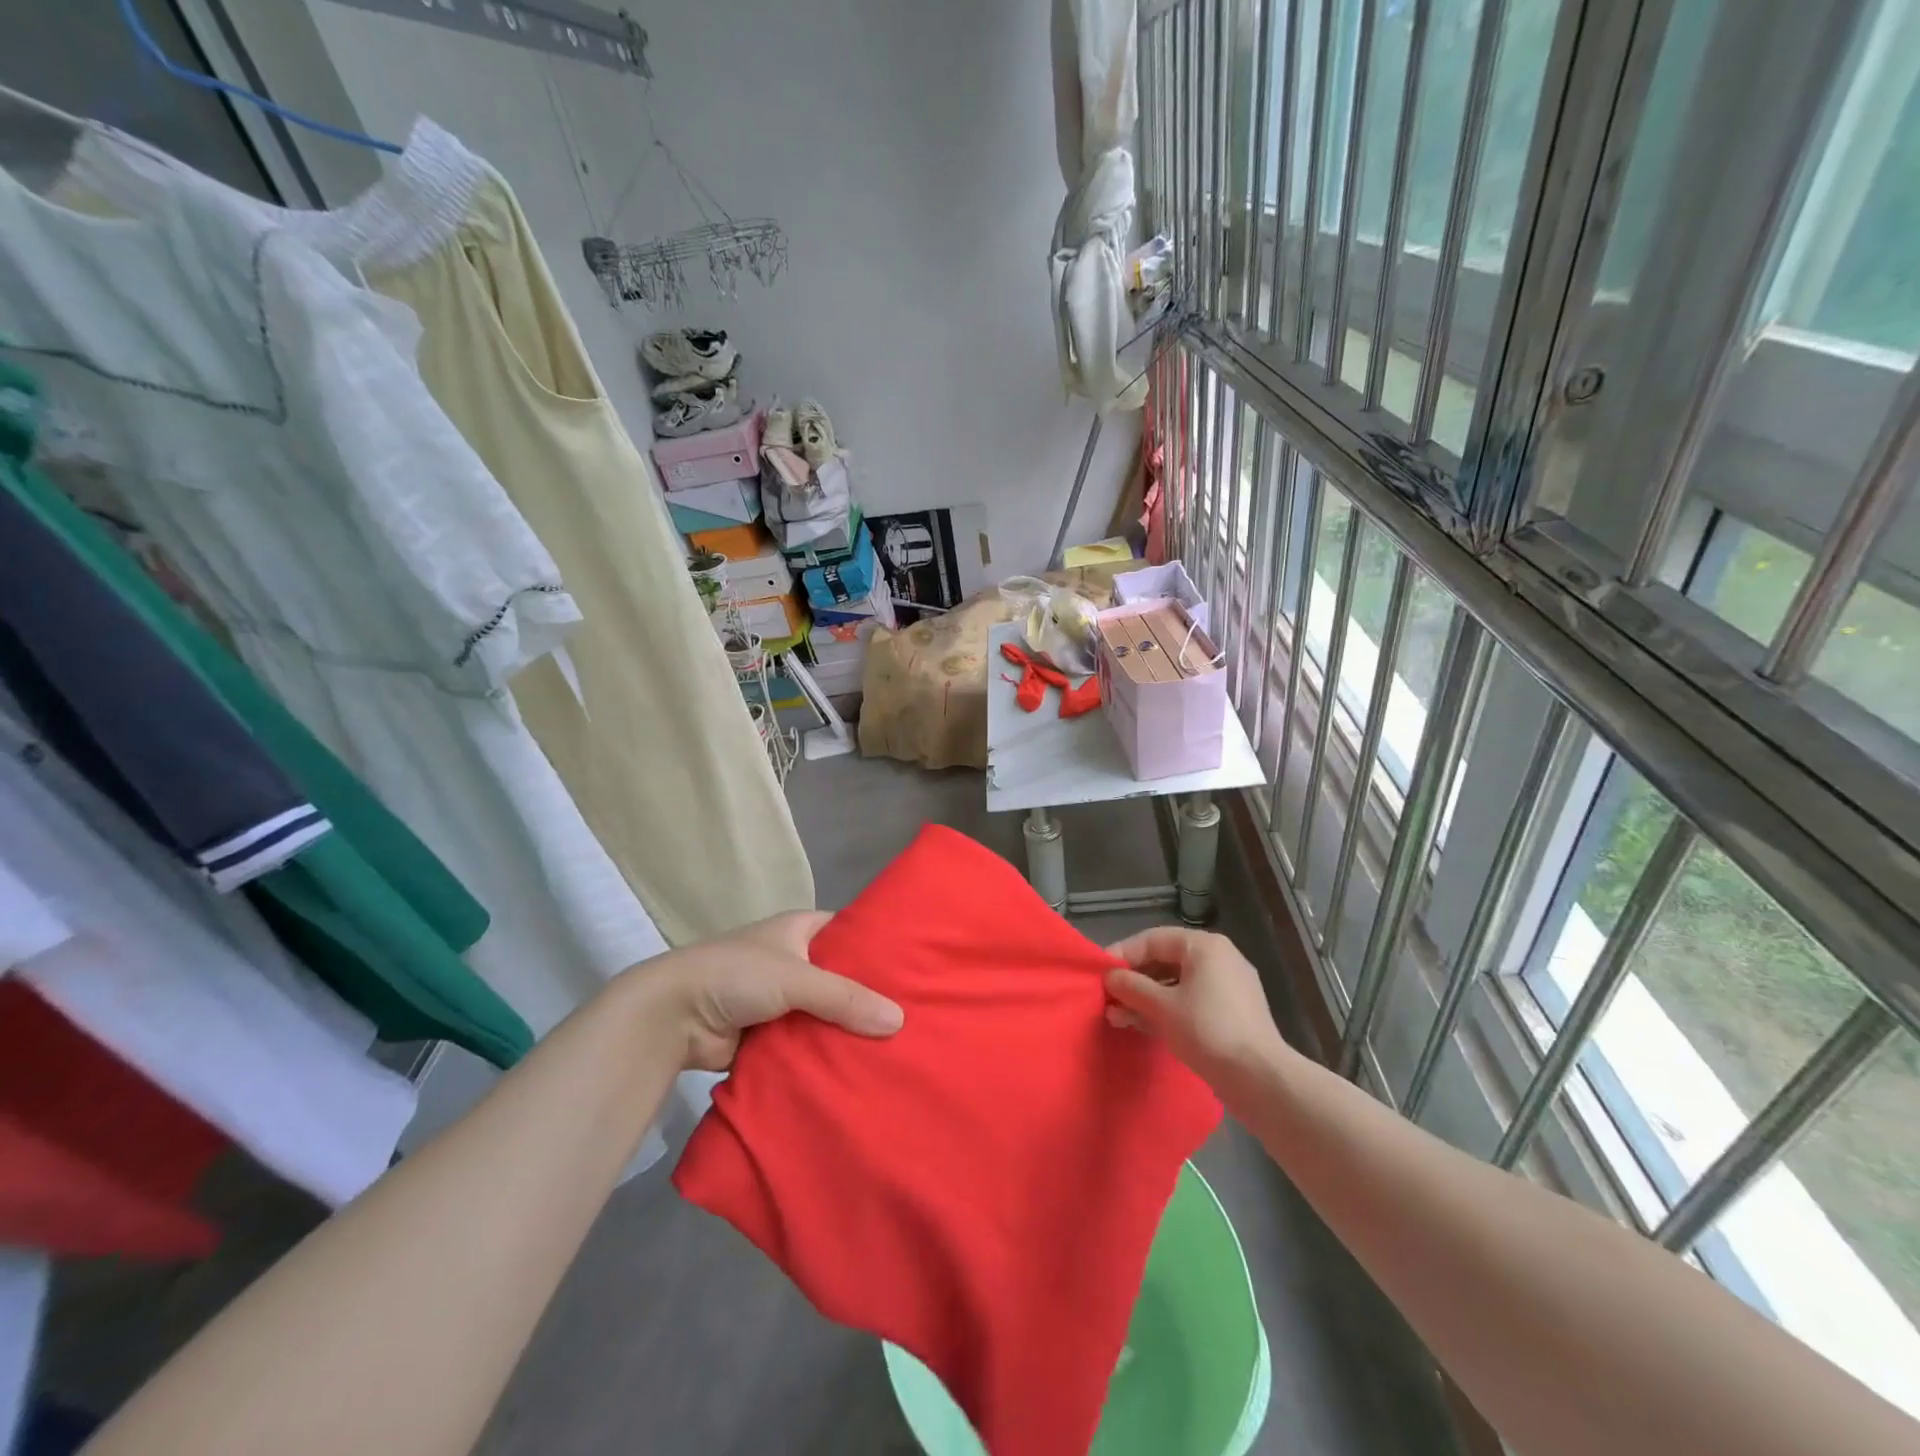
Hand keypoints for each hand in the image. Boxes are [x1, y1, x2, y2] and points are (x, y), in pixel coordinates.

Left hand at [640, 911, 904, 1070]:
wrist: (672, 1017)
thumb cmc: (736, 975)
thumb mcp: (796, 977)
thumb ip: (846, 998)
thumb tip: (900, 1021)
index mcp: (800, 930)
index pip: (851, 934)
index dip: (880, 950)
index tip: (917, 970)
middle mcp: (794, 960)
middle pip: (842, 979)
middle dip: (870, 999)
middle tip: (917, 1017)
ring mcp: (781, 999)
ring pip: (826, 1014)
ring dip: (848, 1031)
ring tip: (899, 1048)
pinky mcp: (770, 1035)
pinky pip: (808, 1042)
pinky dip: (825, 1054)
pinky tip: (860, 1069)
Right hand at [1105, 926, 1290, 1084]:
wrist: (1260, 1078)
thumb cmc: (1208, 1030)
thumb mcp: (1162, 1007)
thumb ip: (1132, 987)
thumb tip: (1109, 978)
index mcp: (1204, 946)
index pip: (1153, 939)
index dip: (1123, 954)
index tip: (1100, 974)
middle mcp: (1219, 958)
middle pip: (1165, 961)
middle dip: (1133, 980)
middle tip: (1107, 997)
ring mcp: (1228, 987)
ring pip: (1176, 984)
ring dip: (1146, 998)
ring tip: (1118, 1016)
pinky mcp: (1232, 1013)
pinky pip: (1191, 1001)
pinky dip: (1167, 1010)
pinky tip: (1142, 1026)